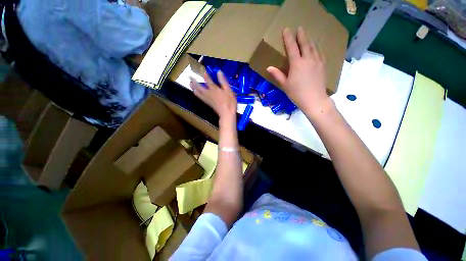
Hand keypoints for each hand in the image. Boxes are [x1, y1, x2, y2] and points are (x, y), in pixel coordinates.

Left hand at [190, 71, 236, 121]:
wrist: (226, 114)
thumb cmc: (229, 102)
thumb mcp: (229, 90)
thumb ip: (223, 81)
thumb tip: (219, 72)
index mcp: (214, 89)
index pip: (208, 80)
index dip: (205, 75)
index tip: (202, 70)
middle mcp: (209, 93)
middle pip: (199, 87)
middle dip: (195, 81)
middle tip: (189, 76)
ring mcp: (208, 99)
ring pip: (198, 92)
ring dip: (194, 87)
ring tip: (190, 84)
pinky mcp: (208, 103)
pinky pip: (200, 97)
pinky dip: (197, 94)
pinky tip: (196, 93)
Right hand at [267, 27, 330, 117]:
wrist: (314, 99)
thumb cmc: (296, 93)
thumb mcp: (285, 85)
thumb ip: (277, 74)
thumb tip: (268, 67)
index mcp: (297, 63)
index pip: (292, 47)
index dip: (288, 38)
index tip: (286, 30)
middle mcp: (308, 59)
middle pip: (304, 43)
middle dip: (301, 35)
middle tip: (299, 28)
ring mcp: (317, 61)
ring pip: (313, 46)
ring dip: (309, 39)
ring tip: (307, 35)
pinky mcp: (323, 65)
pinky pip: (320, 52)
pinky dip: (316, 47)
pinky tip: (316, 47)